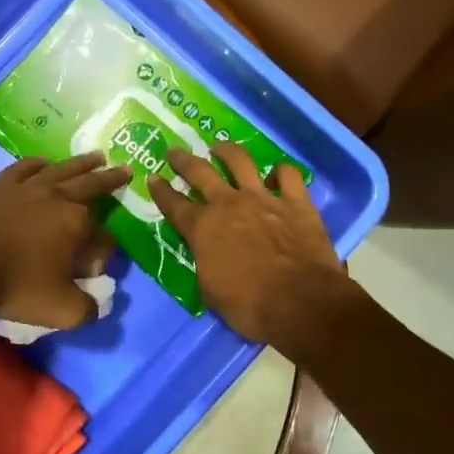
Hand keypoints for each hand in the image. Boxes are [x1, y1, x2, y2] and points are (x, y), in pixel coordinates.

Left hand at [0, 154, 129, 328]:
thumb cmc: (14, 286)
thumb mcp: (61, 311)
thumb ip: (88, 309)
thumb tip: (96, 302)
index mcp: (78, 223)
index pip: (104, 236)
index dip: (104, 252)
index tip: (93, 269)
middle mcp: (58, 197)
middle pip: (91, 185)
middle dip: (110, 179)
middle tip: (125, 169)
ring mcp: (27, 187)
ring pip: (62, 169)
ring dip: (82, 164)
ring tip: (96, 156)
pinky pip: (25, 167)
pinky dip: (39, 164)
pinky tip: (43, 163)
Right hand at [150, 144, 353, 345]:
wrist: (300, 302)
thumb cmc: (249, 306)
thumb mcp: (211, 290)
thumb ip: (206, 262)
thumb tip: (208, 253)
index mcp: (203, 228)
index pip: (174, 205)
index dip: (161, 191)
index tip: (153, 178)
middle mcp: (229, 204)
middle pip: (200, 172)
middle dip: (183, 160)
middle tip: (175, 151)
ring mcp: (263, 198)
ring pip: (240, 161)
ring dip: (227, 151)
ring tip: (219, 147)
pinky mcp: (296, 202)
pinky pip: (288, 175)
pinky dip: (281, 172)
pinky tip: (278, 174)